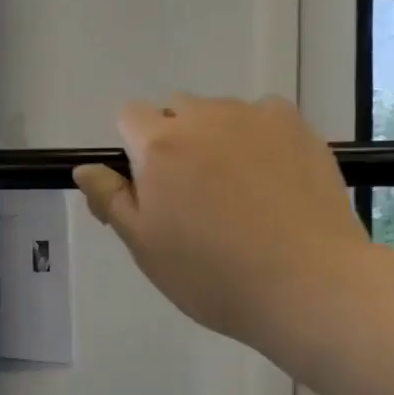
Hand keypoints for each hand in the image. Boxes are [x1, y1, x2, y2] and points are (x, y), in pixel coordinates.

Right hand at [72, 95, 367, 349]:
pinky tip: (272, 181)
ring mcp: (256, 116)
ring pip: (220, 114)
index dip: (133, 148)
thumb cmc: (212, 274)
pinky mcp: (298, 126)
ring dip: (216, 139)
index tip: (150, 188)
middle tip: (193, 196)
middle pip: (175, 111)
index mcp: (160, 144)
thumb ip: (111, 199)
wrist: (308, 284)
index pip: (129, 116)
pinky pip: (262, 118)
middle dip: (174, 141)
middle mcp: (205, 116)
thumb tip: (85, 168)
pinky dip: (258, 139)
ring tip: (239, 193)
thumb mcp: (145, 246)